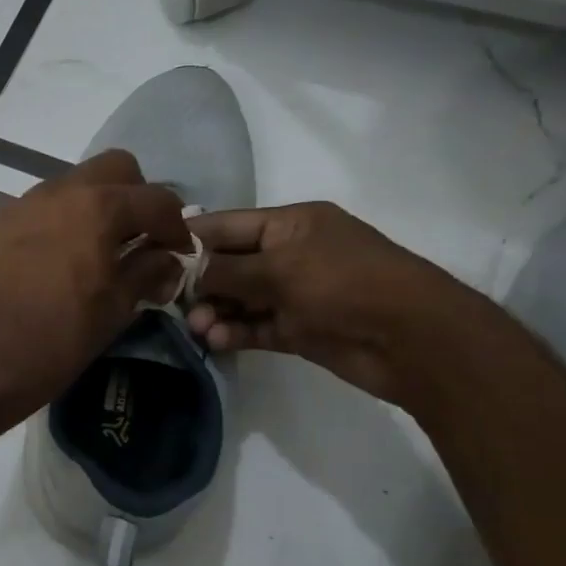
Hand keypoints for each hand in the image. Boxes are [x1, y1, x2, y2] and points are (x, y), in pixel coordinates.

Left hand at [0, 150, 189, 422]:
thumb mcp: (119, 305)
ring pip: (76, 182)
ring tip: (102, 248)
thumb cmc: (63, 336)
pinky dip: (65, 217)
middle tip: (141, 238)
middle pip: (114, 169)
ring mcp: (25, 204)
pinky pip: (45, 204)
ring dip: (98, 204)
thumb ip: (150, 269)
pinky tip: (66, 256)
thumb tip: (167, 259)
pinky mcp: (2, 223)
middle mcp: (59, 191)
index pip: (155, 199)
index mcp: (97, 207)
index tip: (179, 253)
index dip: (176, 227)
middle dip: (136, 197)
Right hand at [183, 201, 493, 407]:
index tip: (152, 254)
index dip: (190, 238)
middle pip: (228, 264)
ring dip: (214, 312)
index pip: (227, 225)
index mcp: (291, 224)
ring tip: (198, 328)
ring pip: (238, 299)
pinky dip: (234, 332)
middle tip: (170, 302)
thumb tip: (184, 271)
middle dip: (199, 282)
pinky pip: (254, 326)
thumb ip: (226, 270)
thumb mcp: (280, 268)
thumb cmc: (345, 284)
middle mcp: (289, 254)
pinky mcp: (298, 328)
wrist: (413, 340)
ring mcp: (294, 293)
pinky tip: (216, 341)